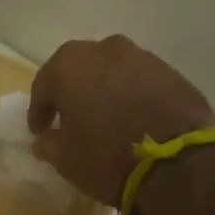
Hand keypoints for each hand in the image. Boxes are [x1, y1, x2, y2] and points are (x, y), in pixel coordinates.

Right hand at [28, 36, 214, 206]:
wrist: (175, 164)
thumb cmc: (105, 158)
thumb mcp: (66, 160)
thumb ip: (50, 145)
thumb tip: (45, 141)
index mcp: (70, 66)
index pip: (44, 85)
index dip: (39, 110)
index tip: (39, 130)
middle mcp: (106, 50)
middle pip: (80, 70)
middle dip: (73, 93)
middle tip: (71, 120)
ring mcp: (144, 58)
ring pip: (113, 73)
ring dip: (105, 92)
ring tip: (106, 120)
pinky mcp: (173, 73)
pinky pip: (141, 83)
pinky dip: (133, 97)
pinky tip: (134, 121)